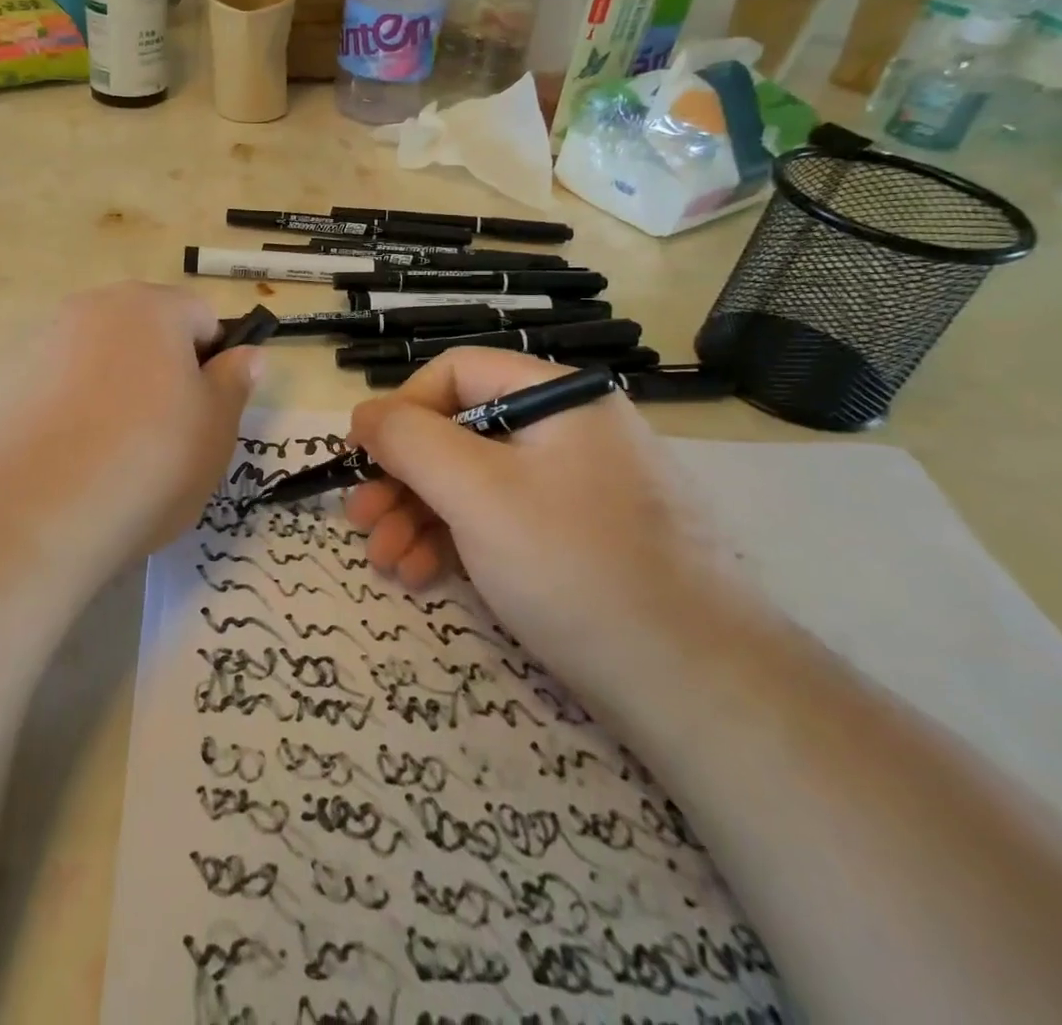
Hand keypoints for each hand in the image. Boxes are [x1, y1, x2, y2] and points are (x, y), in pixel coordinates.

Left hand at [0, 283, 260, 577]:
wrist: (26, 515)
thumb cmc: (146, 463)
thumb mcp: (215, 431)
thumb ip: (234, 384)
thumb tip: (246, 355)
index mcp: (150, 308)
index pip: (201, 316)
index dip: (213, 362)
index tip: (205, 413)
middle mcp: (90, 309)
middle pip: (143, 332)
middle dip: (159, 373)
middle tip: (163, 437)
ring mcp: (37, 342)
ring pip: (95, 360)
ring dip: (111, 391)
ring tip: (109, 457)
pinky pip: (50, 388)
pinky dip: (65, 412)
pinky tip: (64, 463)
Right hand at [345, 348, 724, 689]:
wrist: (699, 688)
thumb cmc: (575, 565)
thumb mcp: (476, 492)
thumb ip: (409, 440)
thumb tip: (364, 413)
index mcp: (557, 397)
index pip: (457, 373)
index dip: (401, 410)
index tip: (362, 459)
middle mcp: (569, 430)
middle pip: (460, 431)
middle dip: (402, 477)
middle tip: (362, 520)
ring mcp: (576, 487)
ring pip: (474, 481)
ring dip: (419, 515)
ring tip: (384, 559)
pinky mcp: (577, 538)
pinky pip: (501, 519)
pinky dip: (456, 540)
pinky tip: (423, 573)